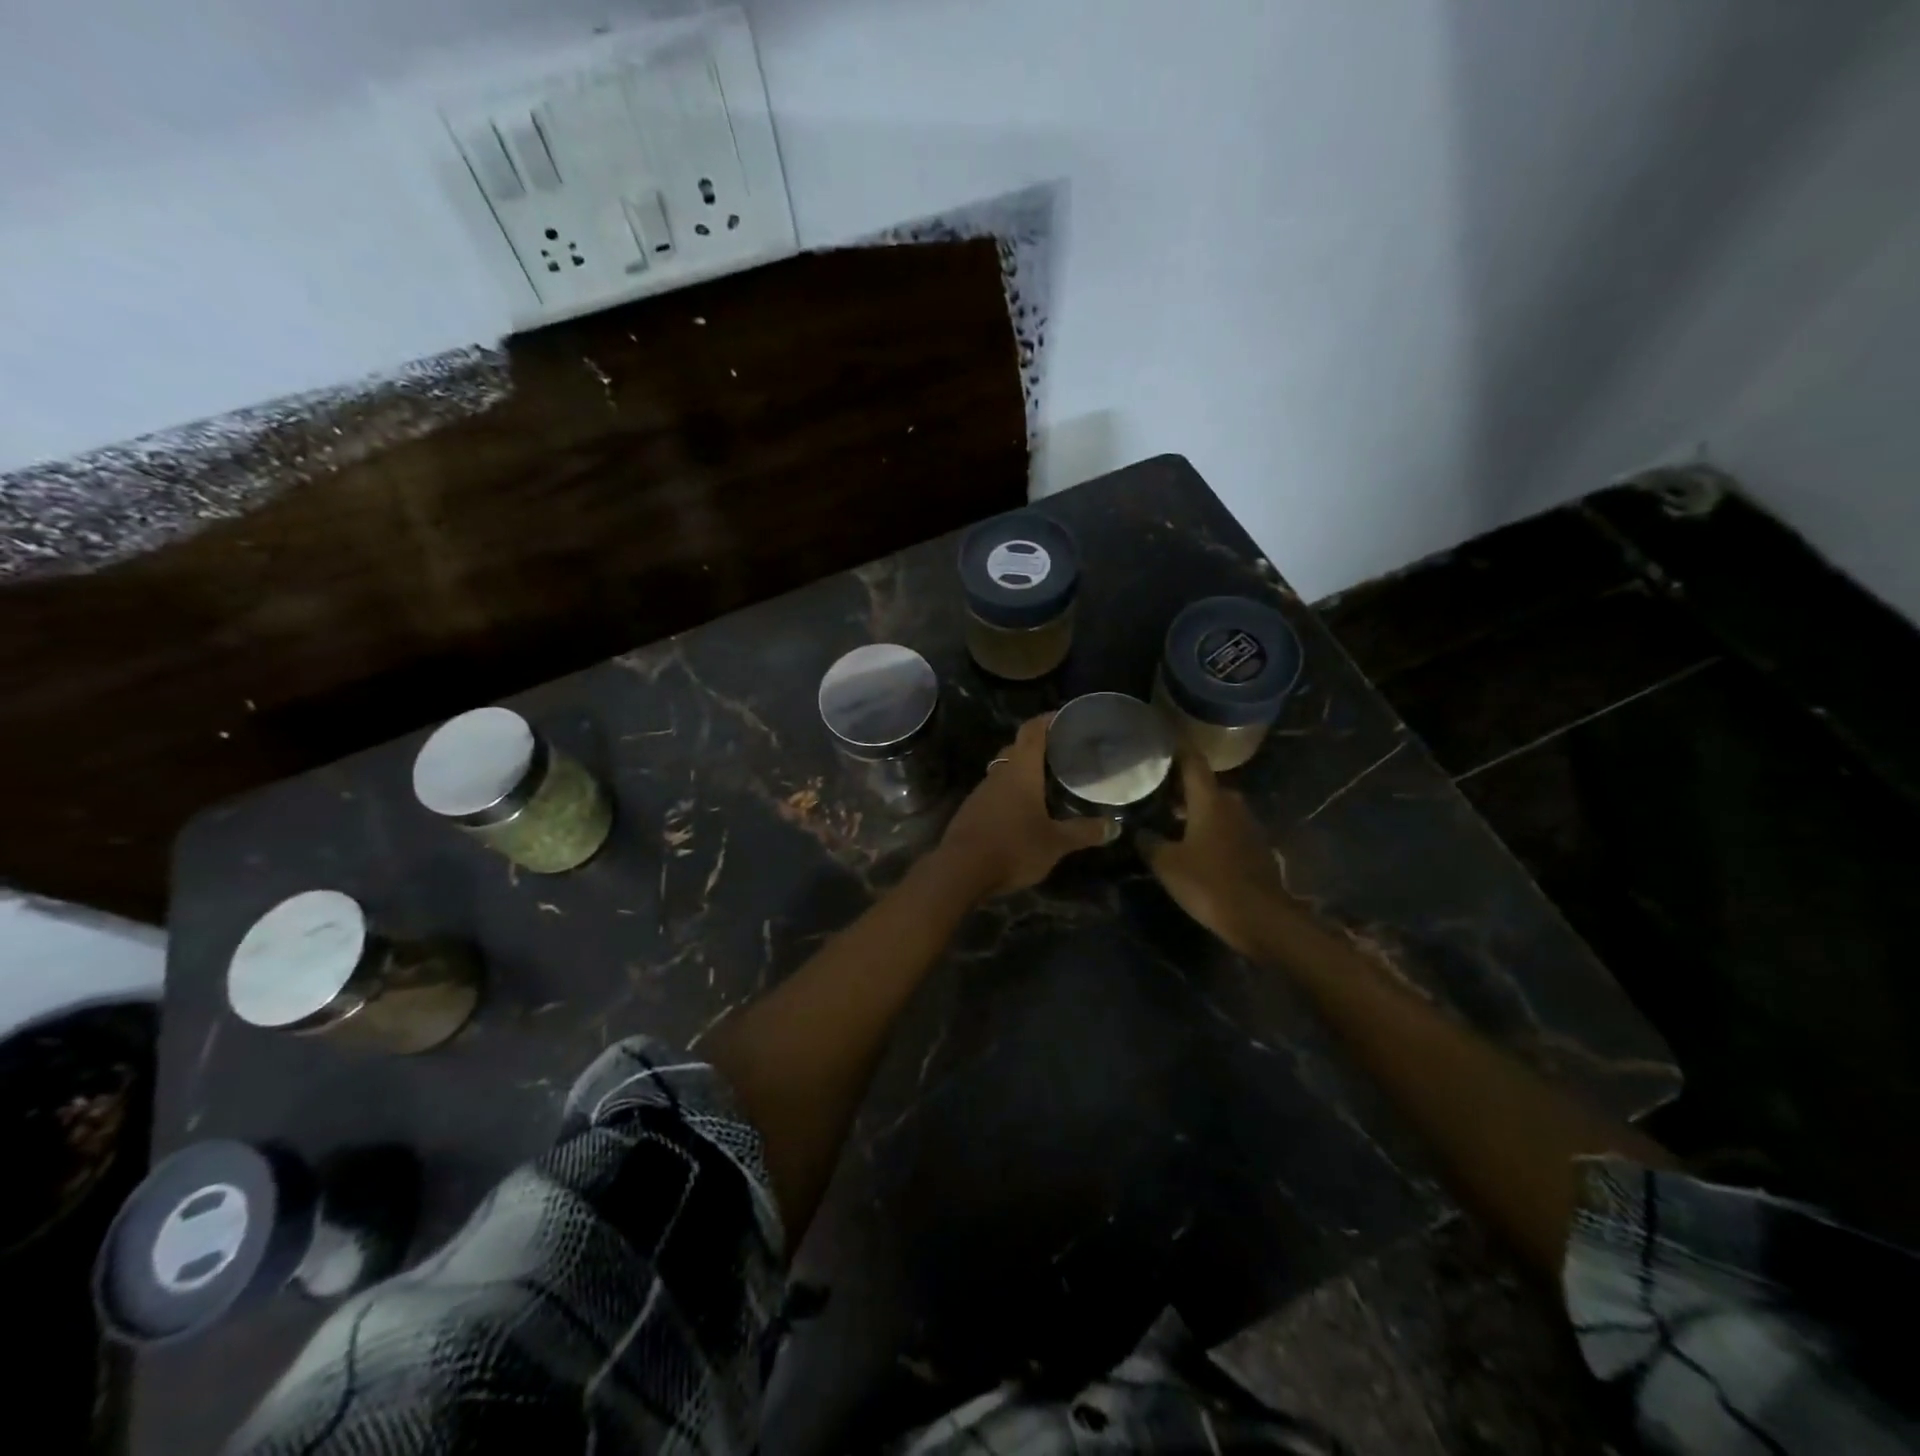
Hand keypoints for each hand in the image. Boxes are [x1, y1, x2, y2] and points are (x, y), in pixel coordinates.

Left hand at [937, 715, 1109, 898]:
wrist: (960, 871)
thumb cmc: (1013, 847)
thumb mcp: (1056, 843)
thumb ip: (1084, 832)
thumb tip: (1114, 826)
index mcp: (1020, 770)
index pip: (1033, 731)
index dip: (1047, 719)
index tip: (1065, 717)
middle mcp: (998, 774)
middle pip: (1016, 748)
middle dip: (1037, 746)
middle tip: (1061, 752)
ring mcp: (980, 793)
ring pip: (1004, 771)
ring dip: (1022, 772)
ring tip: (1046, 781)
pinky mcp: (971, 812)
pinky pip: (994, 793)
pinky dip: (1010, 793)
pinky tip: (1023, 810)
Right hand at [1139, 750, 1295, 957]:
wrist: (1262, 918)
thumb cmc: (1209, 883)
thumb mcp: (1167, 864)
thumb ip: (1148, 842)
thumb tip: (1136, 830)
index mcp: (1210, 800)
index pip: (1192, 761)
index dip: (1176, 747)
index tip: (1159, 736)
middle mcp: (1232, 804)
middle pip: (1203, 784)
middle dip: (1179, 783)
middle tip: (1152, 785)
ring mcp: (1247, 826)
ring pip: (1215, 806)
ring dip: (1194, 807)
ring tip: (1166, 813)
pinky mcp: (1255, 847)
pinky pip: (1226, 826)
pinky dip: (1207, 826)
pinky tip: (1190, 841)